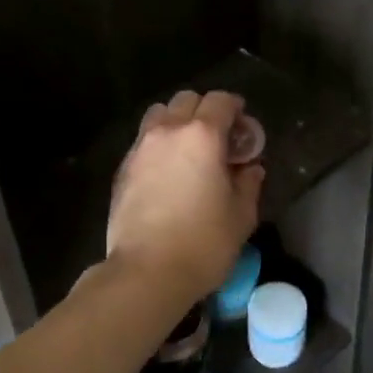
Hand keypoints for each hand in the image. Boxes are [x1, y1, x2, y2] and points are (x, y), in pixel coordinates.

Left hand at [106, 90, 264, 300]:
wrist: (146, 272)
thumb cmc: (203, 243)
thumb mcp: (241, 215)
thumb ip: (248, 183)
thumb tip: (250, 169)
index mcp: (202, 135)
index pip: (220, 101)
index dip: (235, 108)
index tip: (243, 127)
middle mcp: (168, 132)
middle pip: (186, 100)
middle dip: (205, 110)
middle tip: (218, 138)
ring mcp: (140, 148)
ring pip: (159, 115)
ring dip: (177, 122)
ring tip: (188, 150)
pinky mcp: (122, 169)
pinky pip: (143, 141)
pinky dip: (158, 144)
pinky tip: (167, 173)